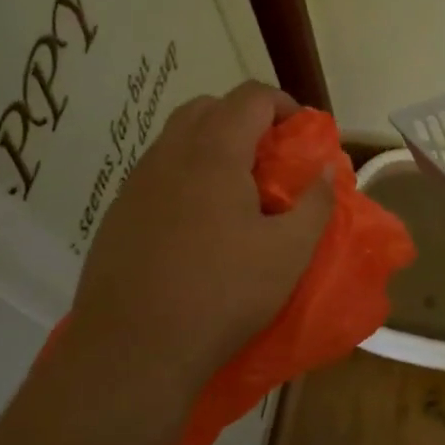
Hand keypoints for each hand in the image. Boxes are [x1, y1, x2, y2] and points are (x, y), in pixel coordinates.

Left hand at [65, 81, 333, 402]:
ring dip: (212, 147)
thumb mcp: (288, 253)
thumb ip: (315, 204)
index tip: (303, 133)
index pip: (250, 97)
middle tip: (271, 158)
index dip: (284, 104)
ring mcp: (136, 183)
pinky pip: (157, 174)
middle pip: (208, 108)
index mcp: (214, 153)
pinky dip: (185, 176)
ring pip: (177, 139)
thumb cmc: (222, 294)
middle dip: (245, 119)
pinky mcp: (118, 214)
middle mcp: (169, 155)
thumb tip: (327, 170)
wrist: (134, 347)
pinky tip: (199, 224)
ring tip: (237, 192)